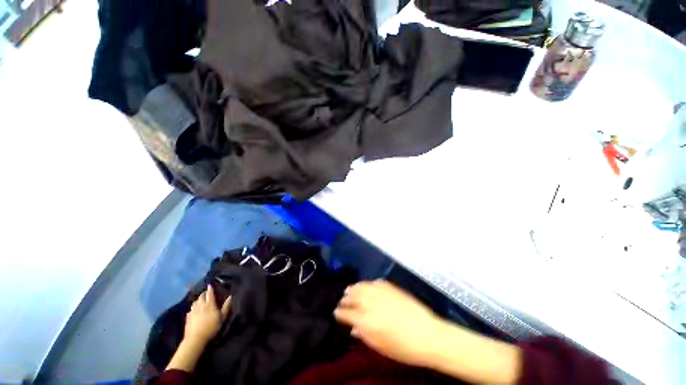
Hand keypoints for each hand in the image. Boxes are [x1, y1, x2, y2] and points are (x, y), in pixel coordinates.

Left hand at [184, 284, 231, 344]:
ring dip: (198, 299)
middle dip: (204, 293)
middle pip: (201, 296)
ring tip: (201, 300)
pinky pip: (191, 308)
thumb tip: (230, 297)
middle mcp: (201, 305)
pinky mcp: (188, 316)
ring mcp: (193, 311)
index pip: (209, 294)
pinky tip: (194, 309)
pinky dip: (193, 306)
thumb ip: (226, 307)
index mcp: (210, 304)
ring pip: (195, 301)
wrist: (196, 339)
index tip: (210, 285)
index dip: (210, 289)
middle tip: (207, 293)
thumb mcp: (222, 318)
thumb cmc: (211, 327)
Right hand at [334, 280, 444, 367]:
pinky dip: (369, 284)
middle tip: (342, 299)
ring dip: (355, 288)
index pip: (347, 313)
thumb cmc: (404, 348)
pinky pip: (375, 282)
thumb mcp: (381, 347)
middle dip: (346, 298)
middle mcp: (371, 303)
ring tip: (350, 289)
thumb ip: (364, 335)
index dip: (340, 312)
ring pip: (362, 286)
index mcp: (366, 320)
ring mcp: (381, 292)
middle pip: (353, 296)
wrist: (428, 334)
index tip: (336, 311)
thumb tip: (354, 328)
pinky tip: (368, 286)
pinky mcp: (391, 287)